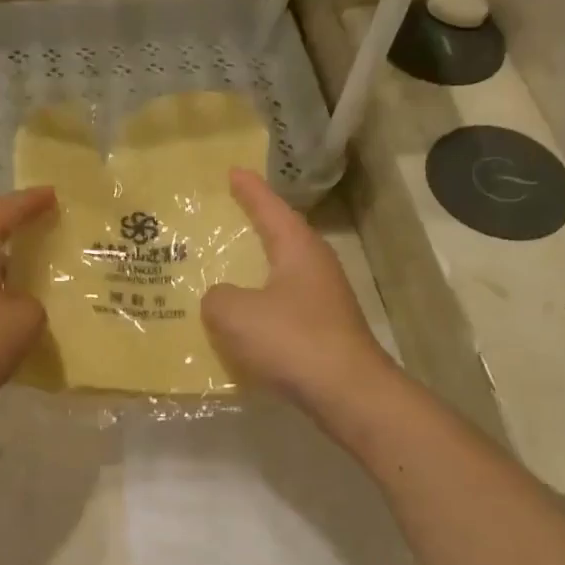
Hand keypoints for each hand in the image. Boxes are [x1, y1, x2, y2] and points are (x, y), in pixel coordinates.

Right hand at [202, 169, 393, 410]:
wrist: (346, 392)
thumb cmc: (291, 340)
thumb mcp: (235, 313)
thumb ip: (217, 298)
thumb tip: (219, 299)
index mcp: (298, 249)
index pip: (271, 208)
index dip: (250, 190)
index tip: (233, 172)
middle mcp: (315, 267)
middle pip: (281, 236)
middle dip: (255, 225)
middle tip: (227, 215)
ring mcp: (324, 300)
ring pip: (282, 274)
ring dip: (256, 270)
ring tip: (226, 268)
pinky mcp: (323, 331)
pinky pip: (283, 307)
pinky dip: (261, 306)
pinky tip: (242, 321)